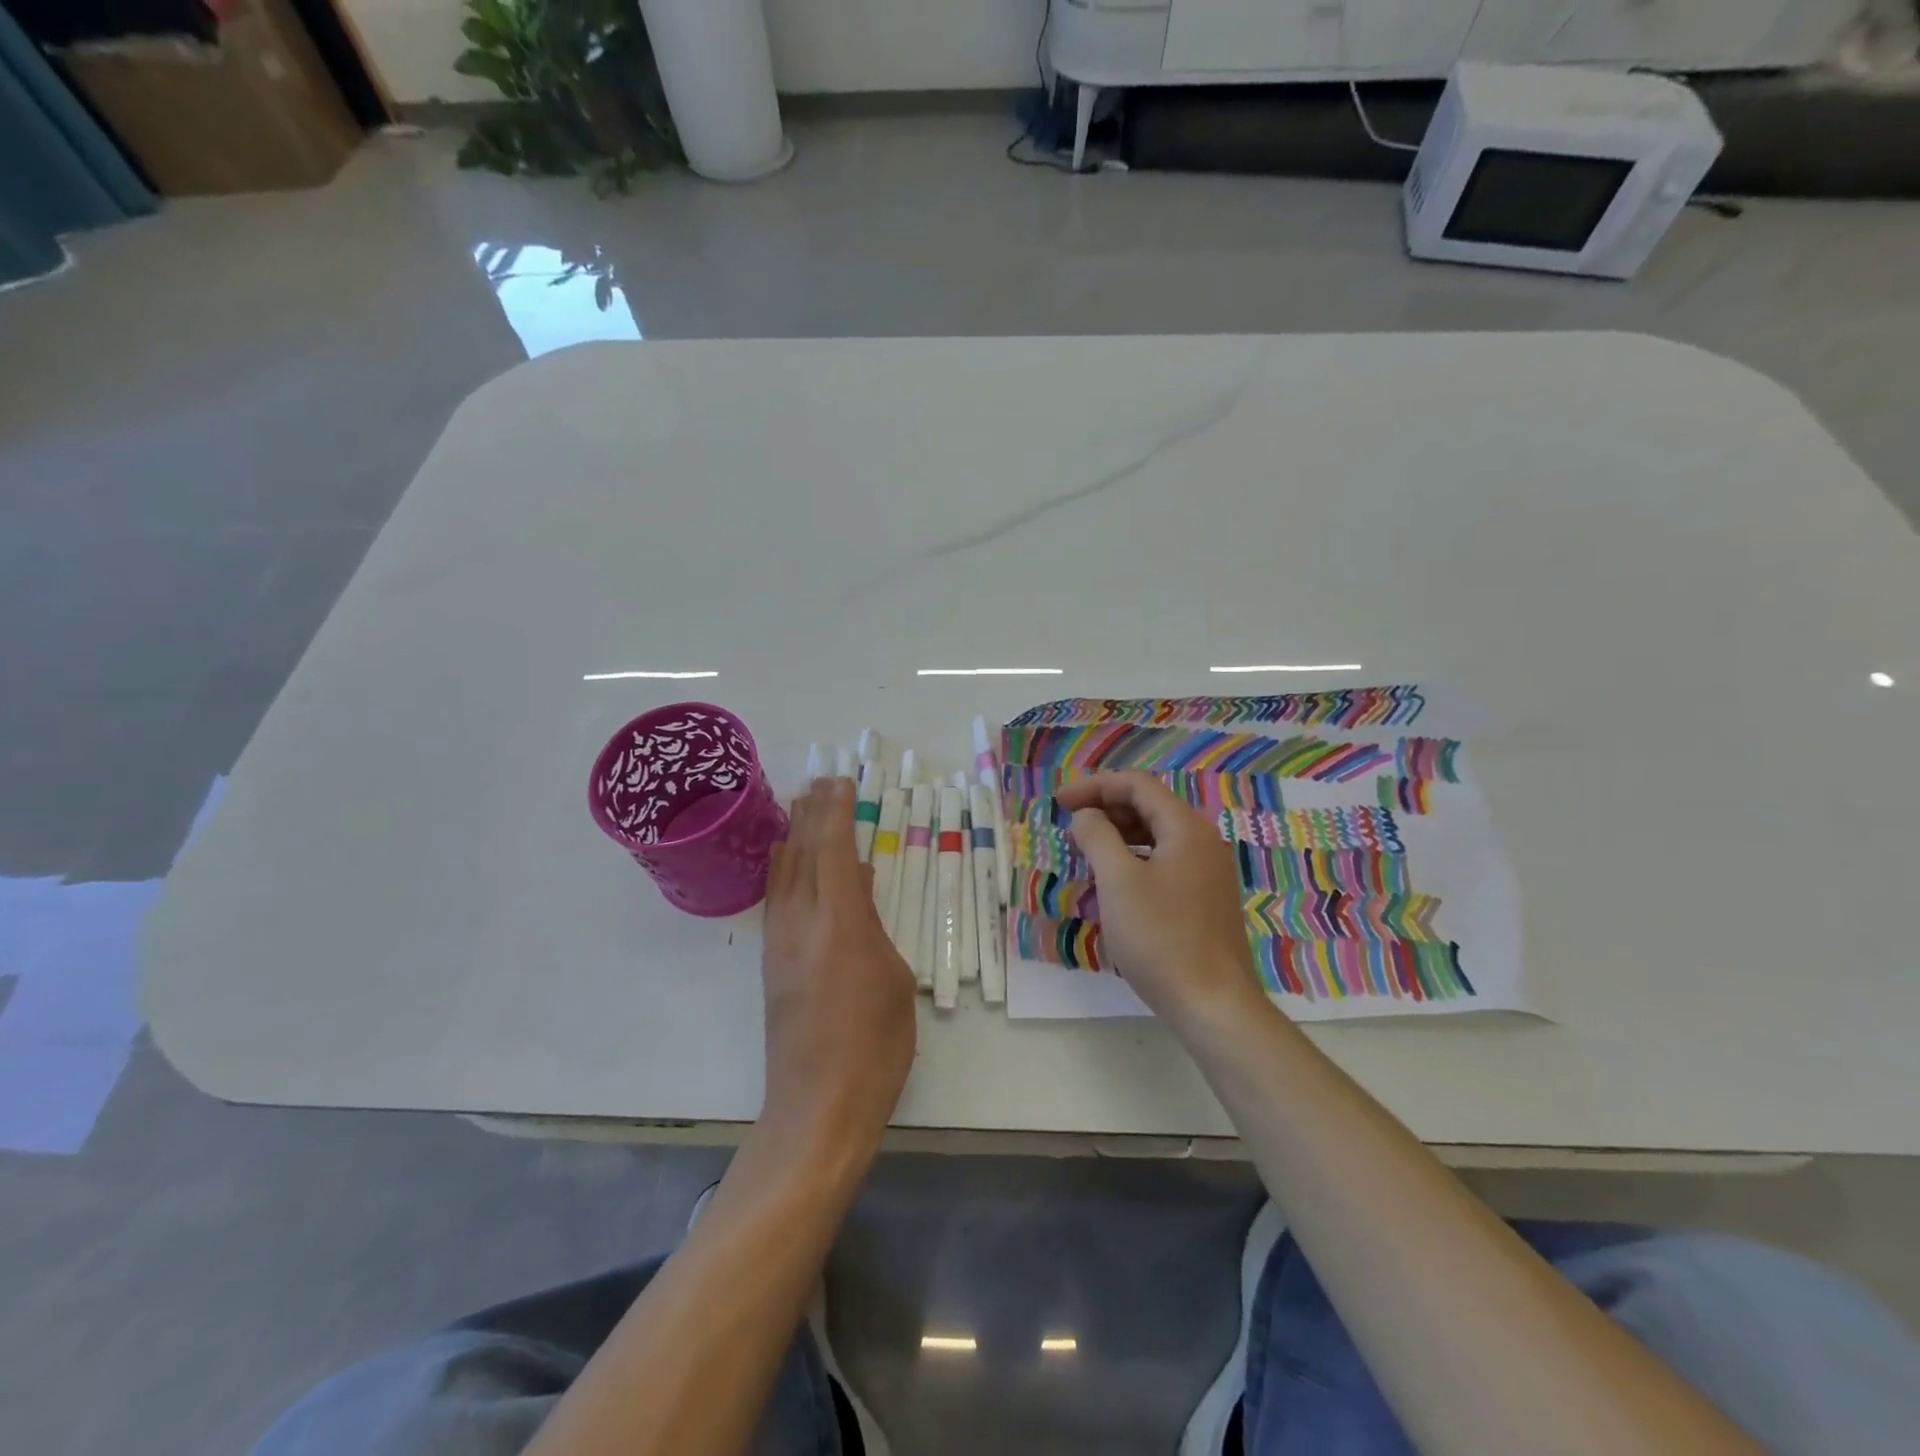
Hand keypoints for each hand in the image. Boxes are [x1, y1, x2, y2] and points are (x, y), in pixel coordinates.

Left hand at [760, 777, 916, 1157]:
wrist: (818, 1106)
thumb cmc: (875, 1045)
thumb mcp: (894, 979)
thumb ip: (874, 925)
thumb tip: (862, 886)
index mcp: (841, 922)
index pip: (835, 850)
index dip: (838, 812)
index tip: (841, 782)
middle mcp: (802, 922)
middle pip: (804, 852)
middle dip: (813, 813)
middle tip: (820, 781)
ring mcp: (780, 942)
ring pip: (783, 873)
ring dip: (794, 835)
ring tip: (801, 806)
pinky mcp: (770, 963)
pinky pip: (776, 898)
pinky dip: (784, 868)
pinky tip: (790, 862)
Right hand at [1057, 772, 1264, 1032]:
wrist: (1213, 1004)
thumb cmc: (1161, 938)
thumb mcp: (1118, 882)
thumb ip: (1098, 837)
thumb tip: (1086, 817)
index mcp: (1186, 829)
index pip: (1138, 786)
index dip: (1095, 786)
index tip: (1059, 802)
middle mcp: (1202, 842)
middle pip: (1149, 807)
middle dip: (1105, 808)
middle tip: (1068, 822)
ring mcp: (1207, 872)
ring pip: (1156, 836)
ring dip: (1118, 834)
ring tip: (1085, 848)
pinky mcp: (1204, 899)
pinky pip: (1164, 861)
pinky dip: (1134, 858)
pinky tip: (1113, 880)